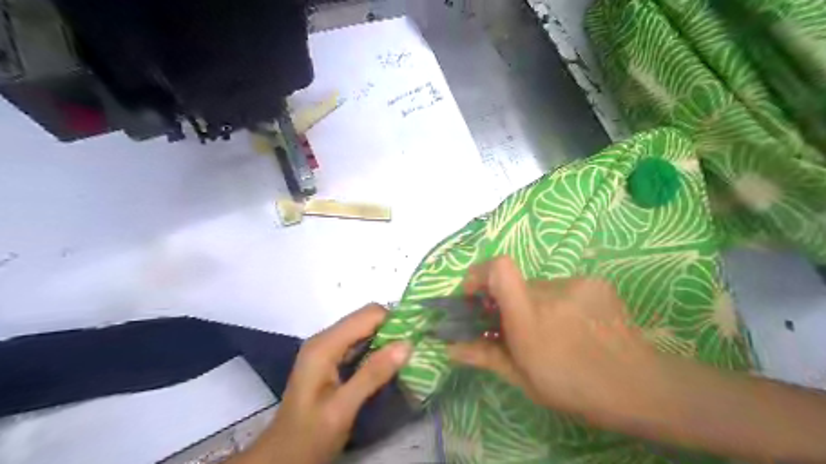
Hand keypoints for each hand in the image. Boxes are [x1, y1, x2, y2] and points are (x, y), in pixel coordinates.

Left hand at [235, 305, 409, 462]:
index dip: (394, 320)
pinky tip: (390, 363)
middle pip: (366, 319)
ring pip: (364, 330)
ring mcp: (327, 349)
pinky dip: (377, 349)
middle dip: (392, 329)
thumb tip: (407, 344)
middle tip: (415, 347)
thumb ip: (373, 374)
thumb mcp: (343, 408)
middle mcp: (325, 339)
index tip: (417, 336)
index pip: (368, 315)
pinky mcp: (330, 359)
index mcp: (325, 345)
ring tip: (408, 354)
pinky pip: (359, 344)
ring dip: (386, 338)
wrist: (282, 458)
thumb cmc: (310, 435)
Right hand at [448, 258, 655, 420]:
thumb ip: (485, 355)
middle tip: (516, 329)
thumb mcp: (523, 378)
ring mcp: (577, 284)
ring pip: (540, 286)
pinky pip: (563, 286)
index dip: (480, 273)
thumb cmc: (574, 388)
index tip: (474, 294)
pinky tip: (575, 326)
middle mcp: (551, 292)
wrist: (639, 386)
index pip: (500, 269)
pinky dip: (559, 302)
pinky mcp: (595, 282)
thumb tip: (450, 347)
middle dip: (508, 302)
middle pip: (516, 283)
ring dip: (536, 304)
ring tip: (553, 332)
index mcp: (529, 318)